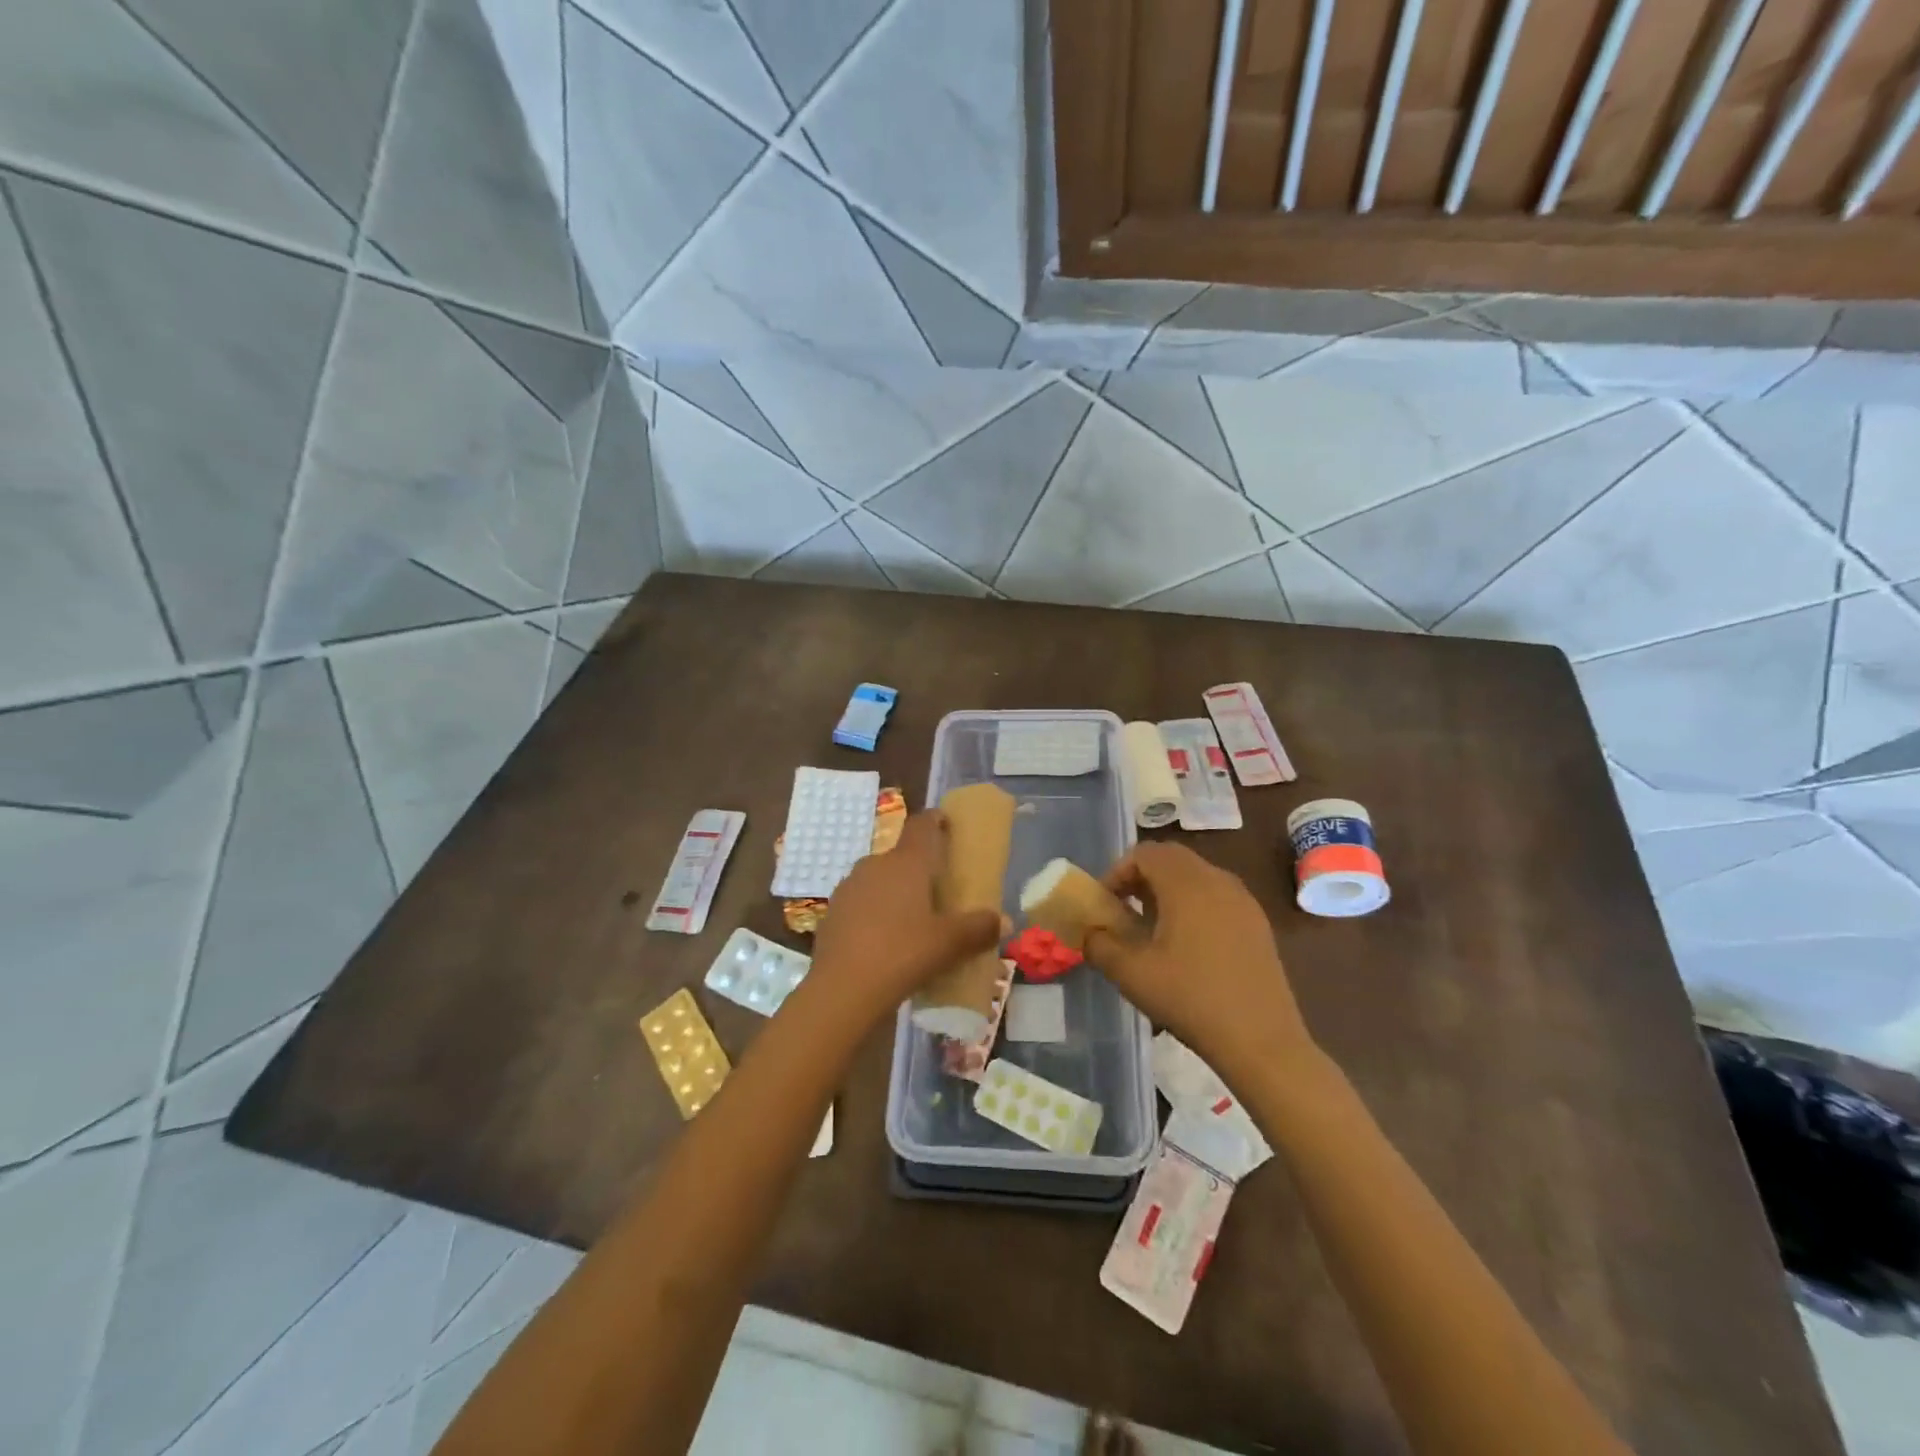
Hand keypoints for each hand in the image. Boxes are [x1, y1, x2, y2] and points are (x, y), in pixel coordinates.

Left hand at [803, 811, 1003, 1029]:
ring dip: (895, 892)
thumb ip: (978, 929)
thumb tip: (1003, 921)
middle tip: (939, 890)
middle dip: (919, 868)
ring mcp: (849, 888)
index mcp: (906, 862)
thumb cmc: (903, 954)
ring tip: (913, 920)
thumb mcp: (949, 944)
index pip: (922, 824)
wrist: (842, 990)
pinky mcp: (832, 913)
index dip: (935, 820)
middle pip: (901, 856)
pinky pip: (861, 904)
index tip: (947, 824)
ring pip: (879, 880)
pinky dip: (875, 914)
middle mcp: (875, 865)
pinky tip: (885, 941)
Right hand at [1089, 842, 1313, 1079]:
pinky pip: (1217, 897)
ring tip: (1152, 928)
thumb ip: (1099, 945)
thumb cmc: (1191, 999)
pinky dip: (1193, 905)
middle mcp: (1218, 881)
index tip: (1105, 903)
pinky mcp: (1257, 924)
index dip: (1118, 871)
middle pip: (1172, 859)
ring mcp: (1243, 902)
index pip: (1145, 853)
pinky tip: (1187, 946)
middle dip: (1142, 877)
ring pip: (1196, 876)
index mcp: (1187, 884)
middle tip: (1124, 909)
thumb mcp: (1132, 974)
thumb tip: (1089, 933)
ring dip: (1168, 890)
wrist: (1263, 1042)